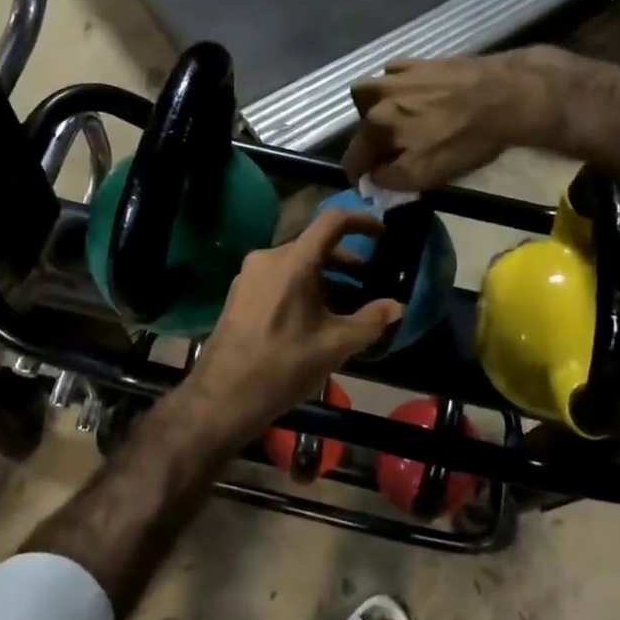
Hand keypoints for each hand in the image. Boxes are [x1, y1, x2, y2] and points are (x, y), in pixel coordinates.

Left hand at [182, 210, 403, 444]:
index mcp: (293, 261)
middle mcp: (269, 258)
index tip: (383, 235)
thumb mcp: (335, 345)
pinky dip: (305, 289)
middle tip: (372, 284)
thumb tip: (396, 306)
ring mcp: (250, 275)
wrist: (222, 398)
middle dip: (348, 264)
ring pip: (298, 265)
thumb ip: (371, 321)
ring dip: (328, 280)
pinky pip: (280, 279)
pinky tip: (318, 319)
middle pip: (316, 246)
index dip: (362, 222)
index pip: (333, 221)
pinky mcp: (240, 294)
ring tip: (350, 307)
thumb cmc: (283, 366)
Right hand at [341, 49, 561, 191]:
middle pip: (360, 125)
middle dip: (370, 141)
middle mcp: (377, 98)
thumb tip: (373, 178)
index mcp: (375, 127)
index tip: (371, 183)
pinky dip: (398, 86)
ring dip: (376, 108)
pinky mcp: (419, 61)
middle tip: (392, 152)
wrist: (504, 95)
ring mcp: (397, 75)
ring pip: (370, 94)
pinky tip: (417, 94)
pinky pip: (395, 74)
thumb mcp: (426, 174)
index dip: (359, 175)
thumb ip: (391, 179)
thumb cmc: (465, 139)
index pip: (352, 158)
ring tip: (399, 119)